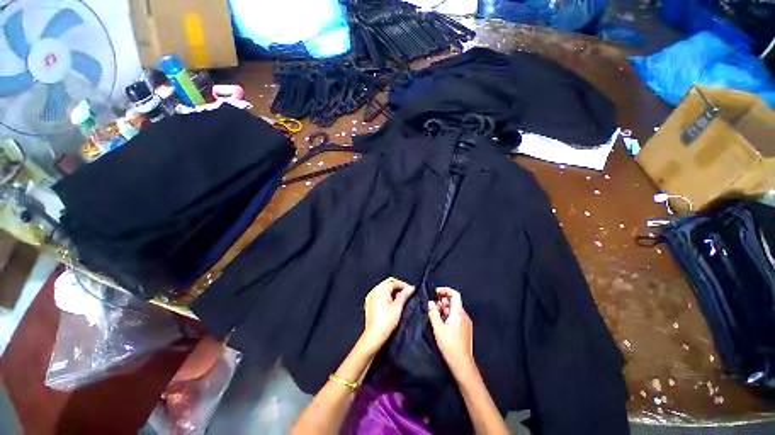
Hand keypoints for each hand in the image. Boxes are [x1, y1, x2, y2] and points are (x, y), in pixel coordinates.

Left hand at [361, 277, 414, 351]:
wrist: (374, 335)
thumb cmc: (386, 321)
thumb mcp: (398, 306)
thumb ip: (404, 295)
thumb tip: (411, 288)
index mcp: (381, 289)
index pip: (394, 282)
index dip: (403, 285)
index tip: (410, 290)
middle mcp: (374, 290)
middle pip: (388, 283)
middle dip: (397, 286)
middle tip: (406, 293)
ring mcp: (370, 296)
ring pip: (383, 288)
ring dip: (392, 290)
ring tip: (399, 299)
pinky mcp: (369, 303)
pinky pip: (378, 293)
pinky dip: (385, 295)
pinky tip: (390, 302)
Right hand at [428, 287, 474, 374]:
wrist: (462, 363)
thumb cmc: (449, 345)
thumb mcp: (438, 328)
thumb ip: (433, 313)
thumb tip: (431, 302)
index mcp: (458, 313)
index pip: (455, 294)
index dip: (445, 290)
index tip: (436, 293)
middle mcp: (464, 315)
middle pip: (454, 301)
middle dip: (443, 301)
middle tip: (434, 307)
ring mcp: (466, 322)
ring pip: (454, 309)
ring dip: (445, 308)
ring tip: (436, 315)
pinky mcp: (466, 328)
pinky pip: (457, 316)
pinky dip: (449, 315)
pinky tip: (442, 323)